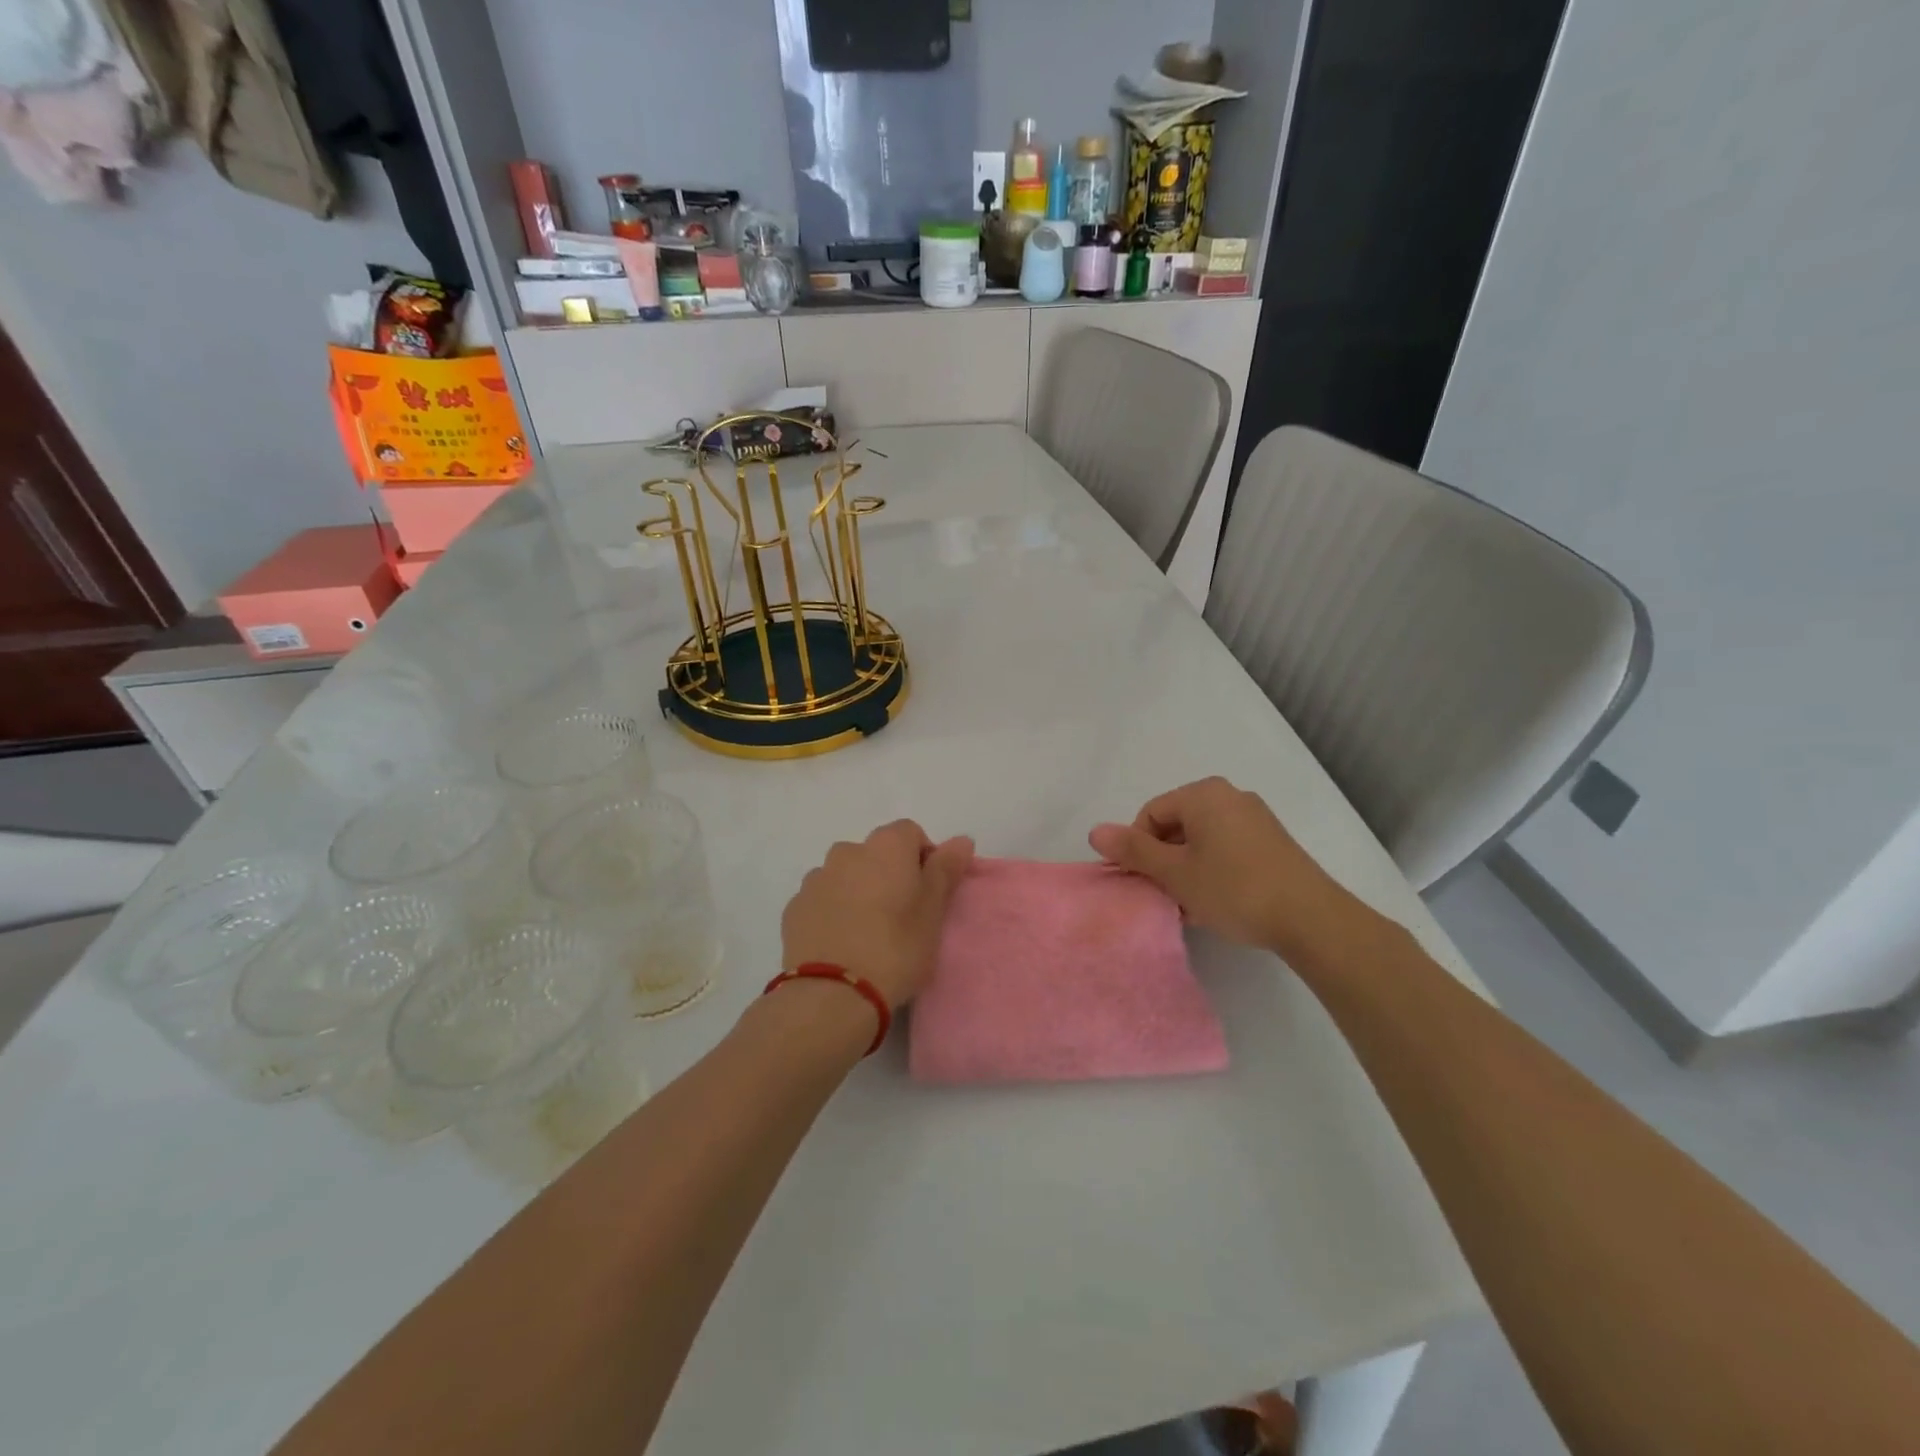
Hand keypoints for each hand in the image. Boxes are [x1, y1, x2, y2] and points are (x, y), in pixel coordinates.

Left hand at [781, 821, 974, 1009]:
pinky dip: (833, 910)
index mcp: (885, 847)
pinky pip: (822, 898)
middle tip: (901, 916)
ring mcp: (816, 878)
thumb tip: (961, 839)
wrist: (832, 995)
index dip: (923, 858)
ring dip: (858, 891)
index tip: (929, 894)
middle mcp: (847, 851)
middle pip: (876, 853)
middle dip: (889, 875)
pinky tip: (841, 943)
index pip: (910, 833)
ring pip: (846, 875)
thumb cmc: (895, 949)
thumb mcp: (933, 913)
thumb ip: (945, 870)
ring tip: (867, 933)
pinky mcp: (794, 907)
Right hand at [1088, 777, 1355, 958]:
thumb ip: (1134, 851)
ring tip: (1191, 906)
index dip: (1138, 849)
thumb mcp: (1175, 873)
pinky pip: (1226, 848)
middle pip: (1176, 826)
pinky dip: (1212, 871)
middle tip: (1166, 896)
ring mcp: (1255, 818)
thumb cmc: (1233, 889)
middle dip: (1164, 861)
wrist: (1310, 918)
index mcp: (1203, 794)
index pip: (1150, 814)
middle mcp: (1230, 796)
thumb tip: (1095, 831)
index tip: (1144, 883)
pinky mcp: (1272, 842)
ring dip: (1187, 870)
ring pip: (1201, 841)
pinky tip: (1216, 903)